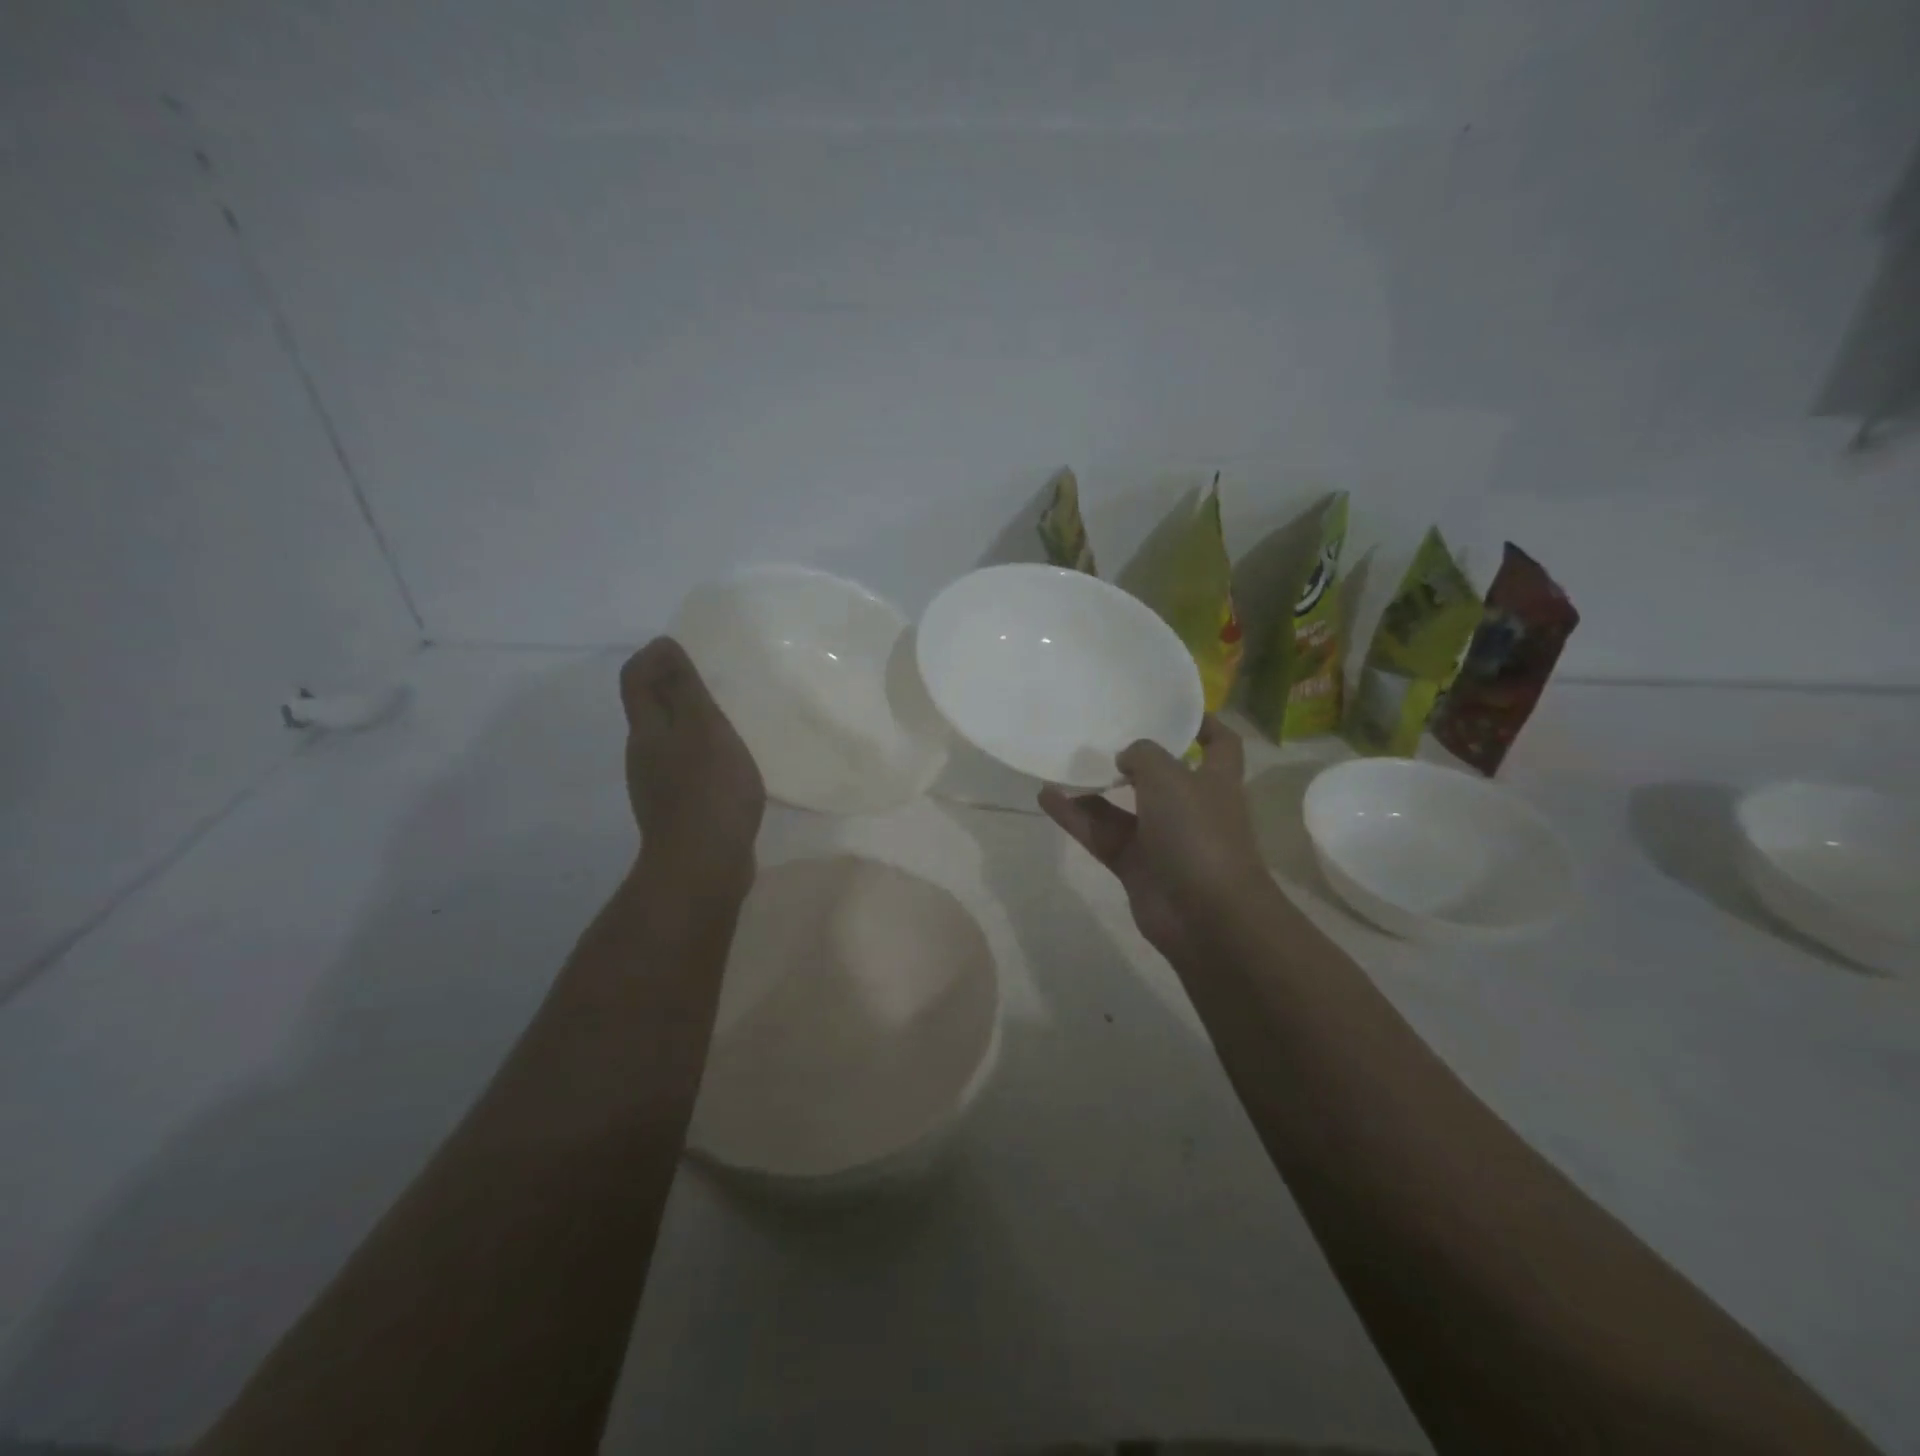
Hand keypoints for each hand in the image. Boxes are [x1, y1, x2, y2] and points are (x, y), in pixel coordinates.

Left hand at [620, 638, 764, 893]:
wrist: (703, 867)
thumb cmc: (708, 790)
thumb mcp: (703, 729)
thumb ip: (684, 689)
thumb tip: (663, 645)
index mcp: (648, 732)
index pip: (636, 680)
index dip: (653, 658)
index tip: (682, 648)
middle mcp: (645, 756)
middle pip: (651, 711)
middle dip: (674, 690)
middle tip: (713, 681)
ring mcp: (659, 787)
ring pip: (670, 742)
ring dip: (691, 725)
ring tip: (728, 721)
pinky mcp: (679, 811)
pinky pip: (687, 770)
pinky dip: (704, 757)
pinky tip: (731, 767)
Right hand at [1039, 715, 1270, 959]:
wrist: (1205, 915)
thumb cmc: (1198, 832)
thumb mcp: (1170, 777)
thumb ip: (1143, 755)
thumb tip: (1125, 758)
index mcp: (1215, 780)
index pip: (1220, 744)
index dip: (1203, 723)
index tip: (1171, 709)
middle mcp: (1190, 807)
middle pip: (1161, 775)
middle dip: (1134, 757)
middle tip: (1099, 732)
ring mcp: (1161, 839)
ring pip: (1121, 806)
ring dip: (1094, 787)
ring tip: (1060, 762)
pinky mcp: (1135, 865)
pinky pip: (1100, 833)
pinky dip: (1075, 817)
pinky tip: (1046, 796)